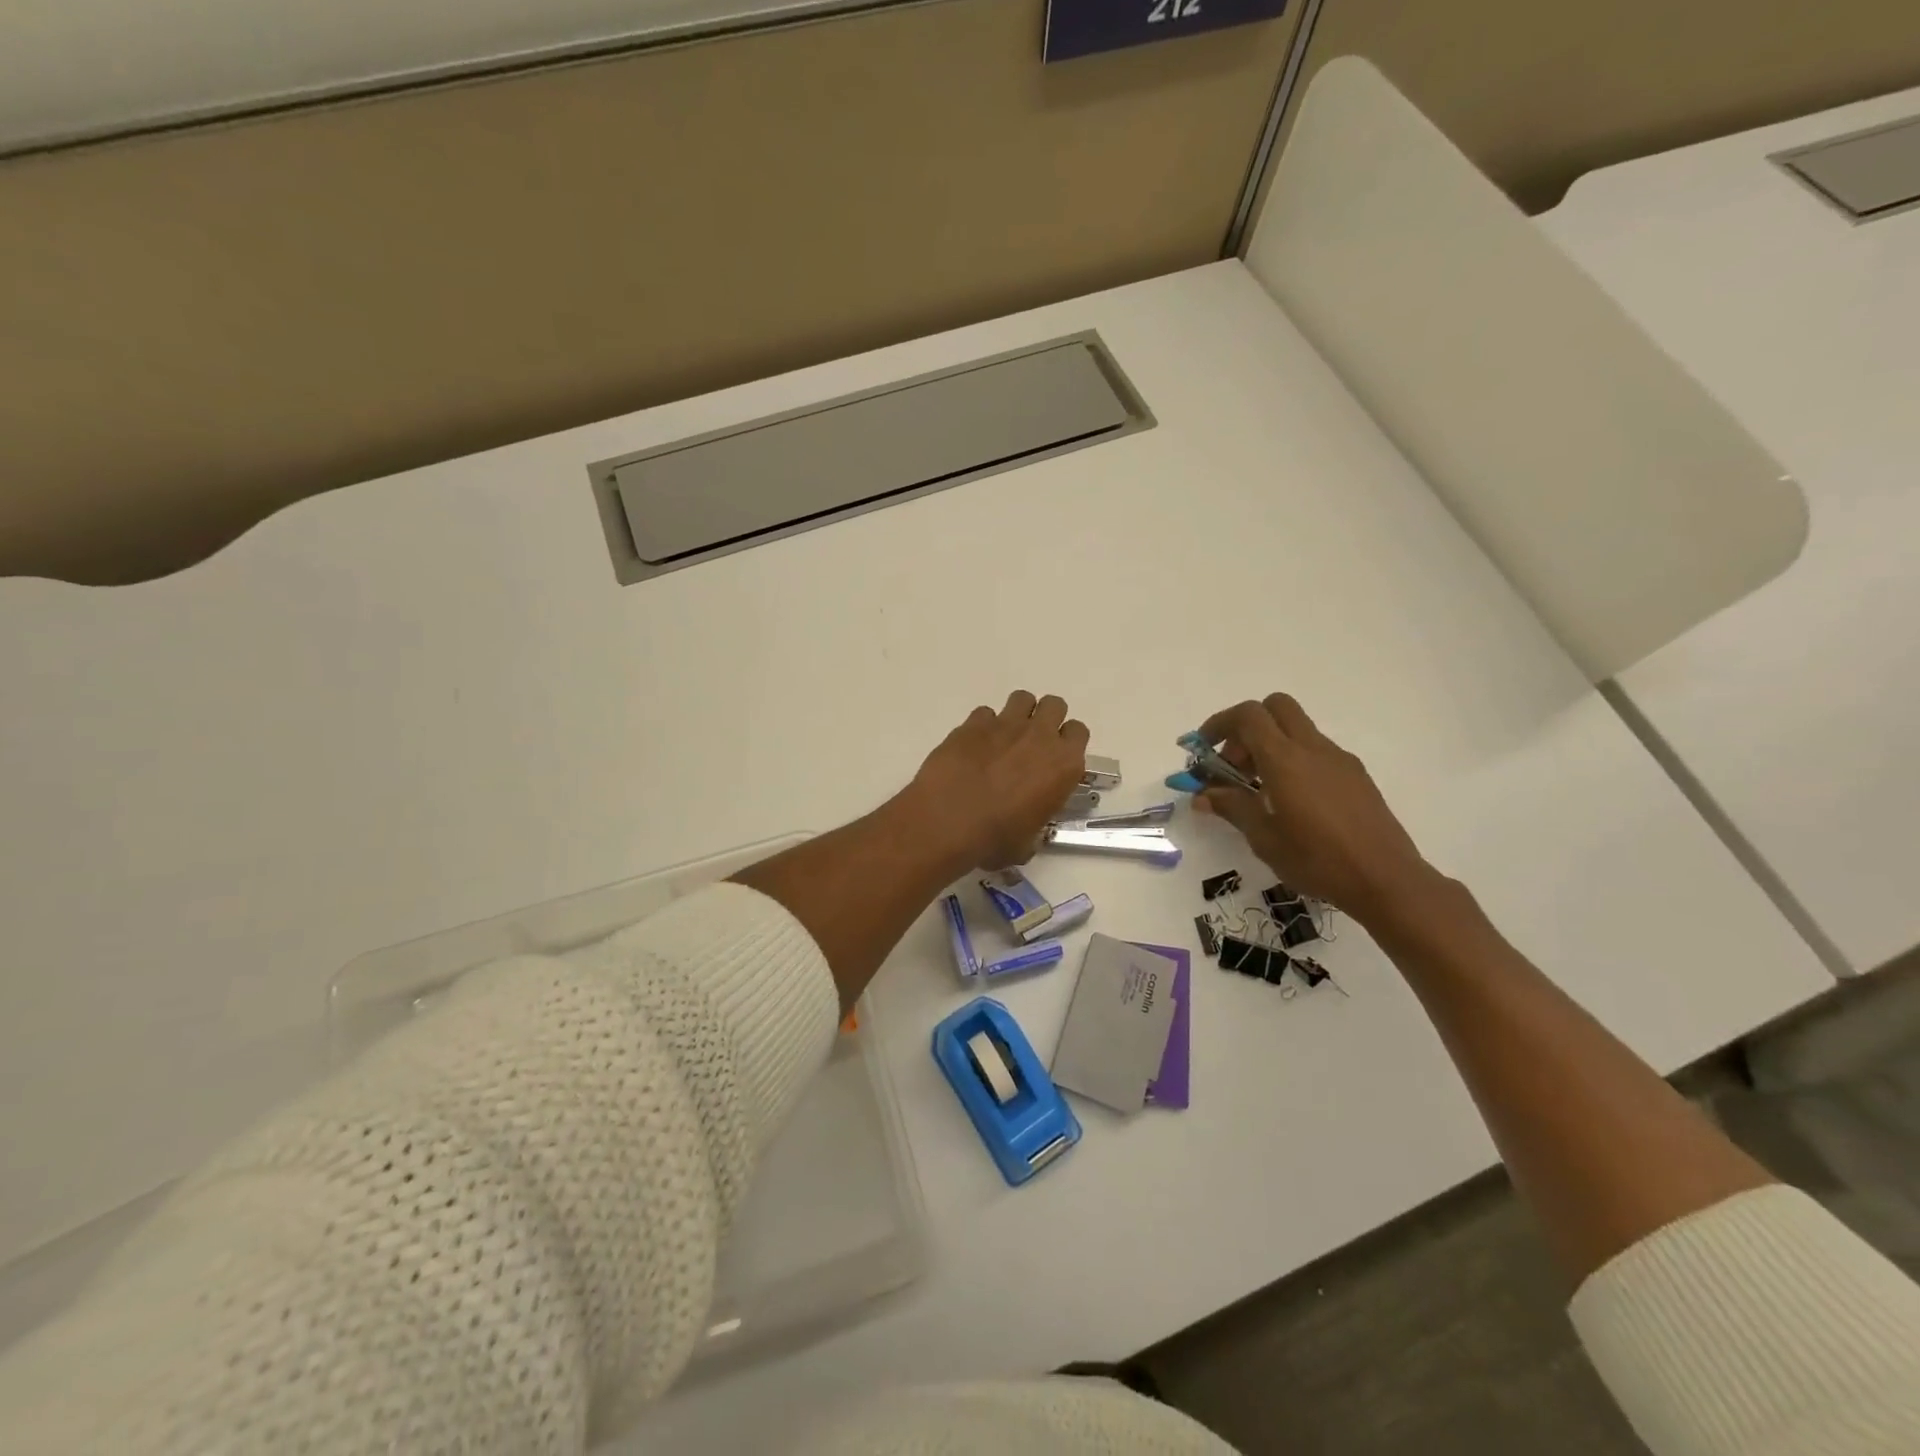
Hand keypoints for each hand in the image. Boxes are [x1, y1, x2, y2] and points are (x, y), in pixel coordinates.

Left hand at [906, 691, 1089, 871]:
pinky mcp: (973, 723)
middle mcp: (1040, 736)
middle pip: (1055, 705)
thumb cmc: (994, 838)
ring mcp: (1006, 724)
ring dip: (1018, 714)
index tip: (1054, 758)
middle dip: (1046, 718)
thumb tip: (1026, 832)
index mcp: (1064, 764)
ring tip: (1004, 737)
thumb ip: (1035, 826)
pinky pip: (985, 713)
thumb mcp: (1027, 842)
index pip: (1079, 733)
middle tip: (1031, 742)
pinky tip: (973, 746)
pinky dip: (982, 725)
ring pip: (1023, 698)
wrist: (948, 820)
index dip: (1067, 743)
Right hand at [1193, 694, 1438, 923]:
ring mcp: (1339, 760)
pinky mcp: (1356, 775)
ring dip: (1269, 746)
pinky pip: (1315, 751)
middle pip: (1275, 707)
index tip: (1203, 750)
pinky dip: (1293, 761)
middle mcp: (1313, 749)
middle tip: (1234, 765)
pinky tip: (1291, 802)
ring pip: (1296, 729)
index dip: (1219, 724)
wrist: (1387, 880)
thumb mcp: (1264, 839)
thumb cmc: (1318, 861)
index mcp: (1286, 760)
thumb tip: (1203, 795)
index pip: (1248, 716)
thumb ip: (1232, 807)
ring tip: (1258, 791)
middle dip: (1246, 727)